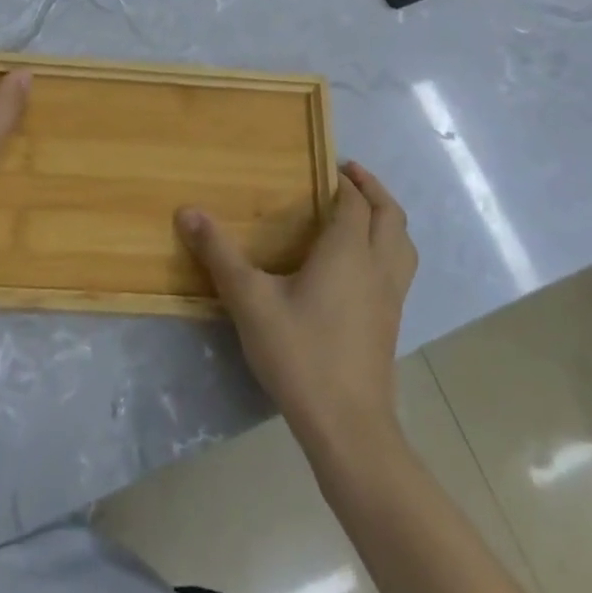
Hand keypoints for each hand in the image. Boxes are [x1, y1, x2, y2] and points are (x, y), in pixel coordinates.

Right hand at [177, 162, 415, 457]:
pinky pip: (400, 269)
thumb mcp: (250, 301)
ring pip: (403, 243)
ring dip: (388, 219)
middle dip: (373, 189)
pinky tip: (362, 267)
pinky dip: (389, 249)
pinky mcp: (392, 323)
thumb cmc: (300, 354)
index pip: (354, 202)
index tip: (327, 166)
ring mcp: (391, 297)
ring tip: (364, 213)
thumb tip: (188, 212)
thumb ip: (220, 255)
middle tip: (348, 175)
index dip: (344, 181)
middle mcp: (378, 266)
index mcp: (348, 251)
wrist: (348, 426)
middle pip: (390, 215)